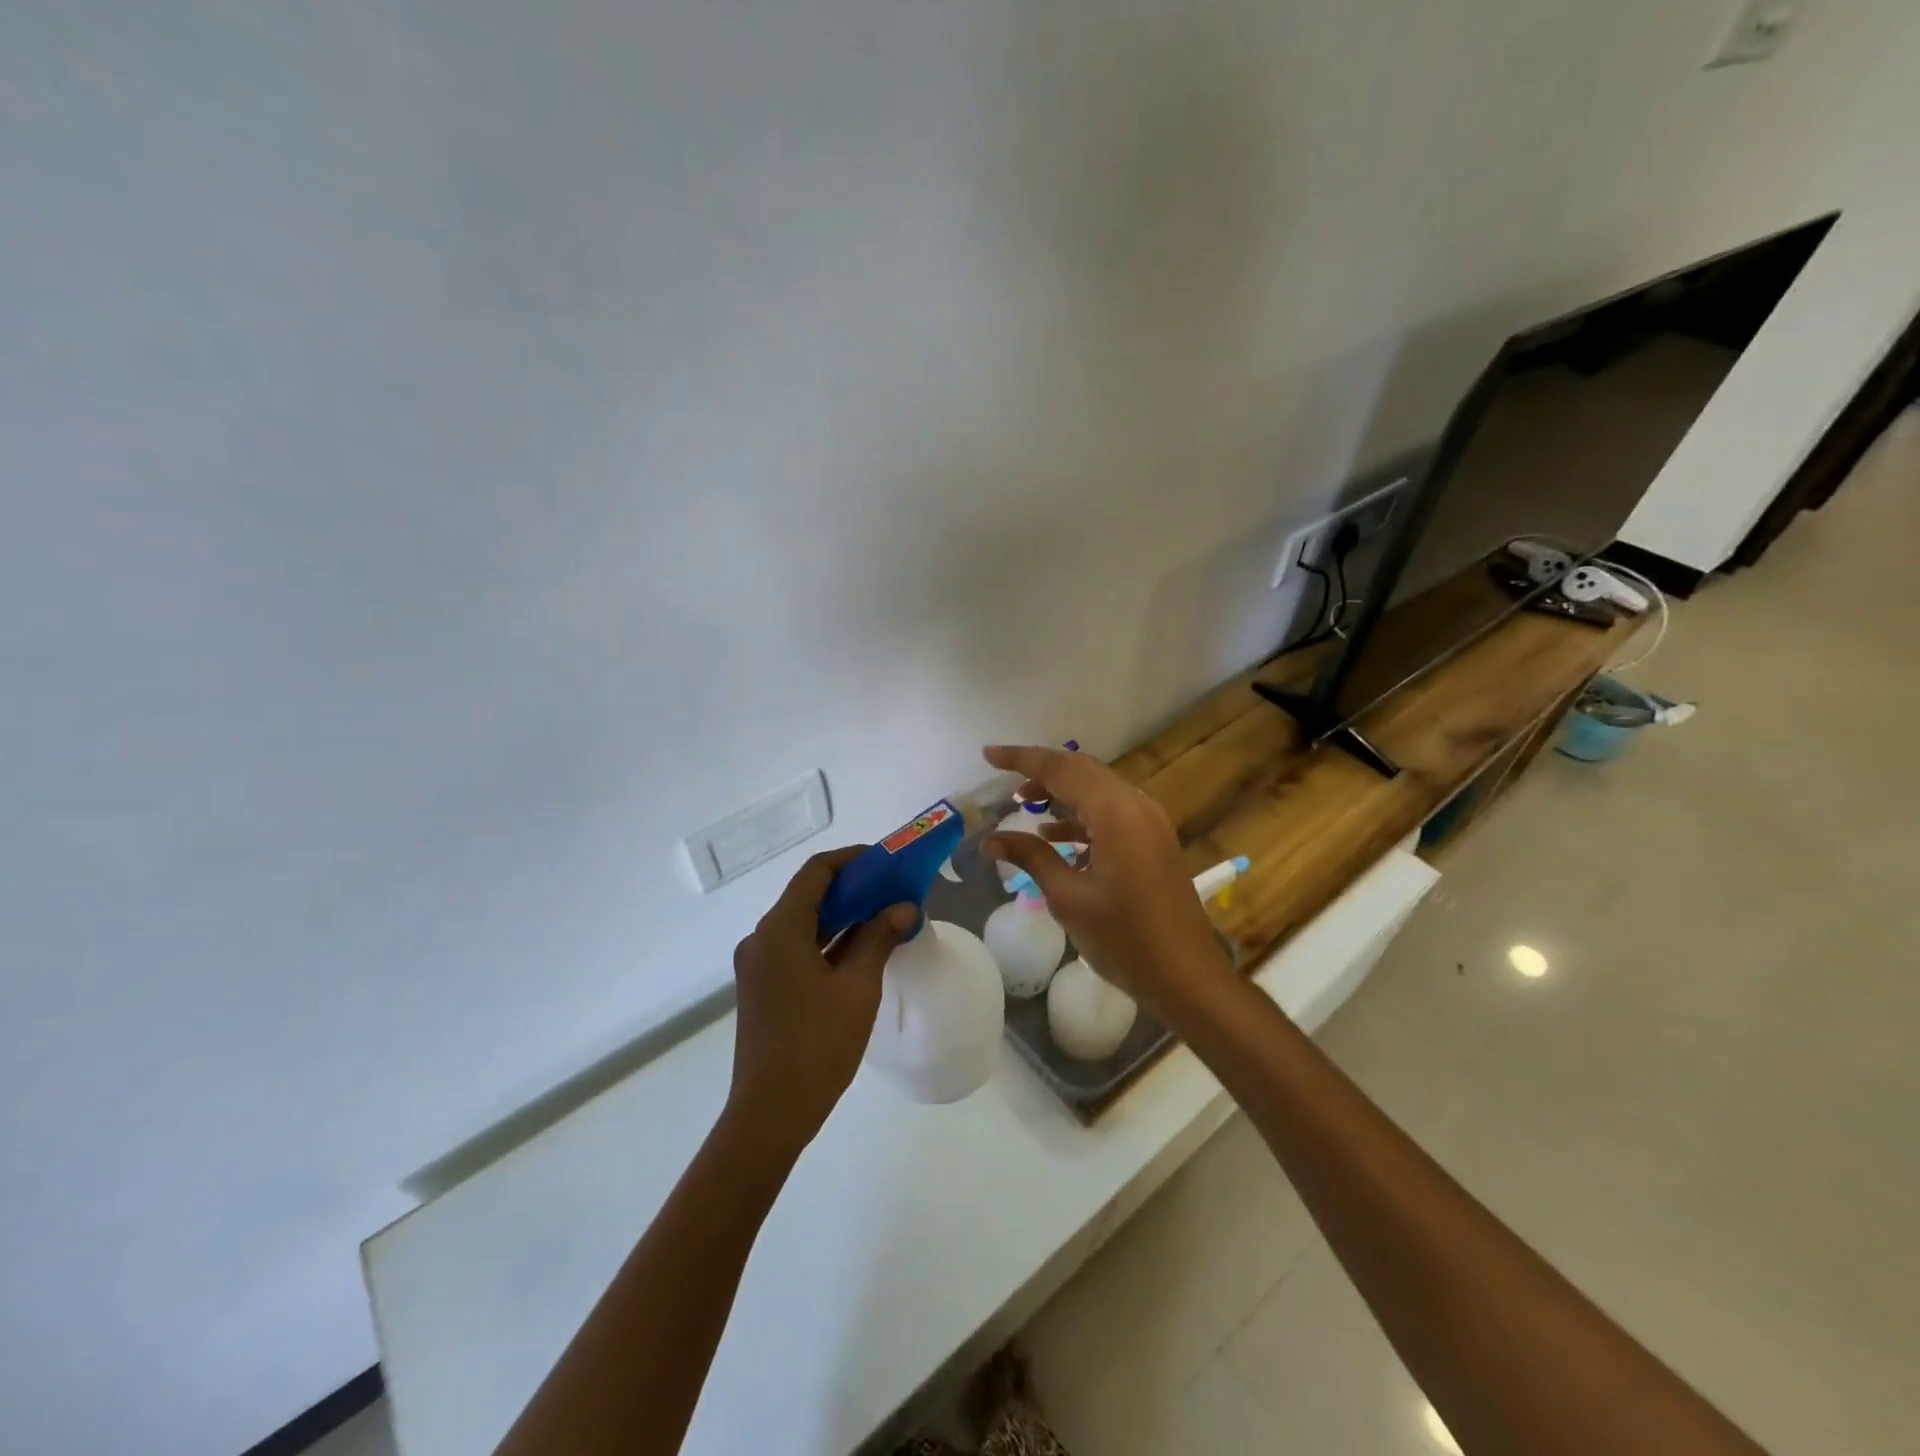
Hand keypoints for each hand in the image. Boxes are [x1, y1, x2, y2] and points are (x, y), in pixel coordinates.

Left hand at [725, 848, 916, 1159]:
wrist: (770, 1114)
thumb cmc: (817, 1044)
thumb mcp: (857, 987)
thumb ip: (879, 938)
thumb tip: (904, 907)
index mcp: (779, 929)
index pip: (815, 872)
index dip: (851, 860)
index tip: (886, 861)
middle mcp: (762, 939)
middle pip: (808, 896)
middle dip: (852, 888)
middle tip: (893, 890)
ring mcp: (758, 966)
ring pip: (803, 924)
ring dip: (841, 916)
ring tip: (884, 916)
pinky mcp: (762, 988)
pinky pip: (797, 949)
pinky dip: (828, 942)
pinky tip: (860, 951)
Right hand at [980, 745, 1234, 1025]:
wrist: (1187, 976)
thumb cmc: (1124, 938)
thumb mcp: (1068, 897)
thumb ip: (1030, 857)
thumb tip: (990, 839)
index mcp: (1115, 813)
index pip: (1060, 769)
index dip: (1021, 759)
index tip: (988, 754)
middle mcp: (1136, 806)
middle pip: (1082, 770)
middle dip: (1041, 770)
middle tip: (1004, 779)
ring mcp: (1149, 822)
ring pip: (1097, 789)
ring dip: (1061, 792)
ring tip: (1024, 804)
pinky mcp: (1153, 841)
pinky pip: (1112, 812)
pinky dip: (1081, 816)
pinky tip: (1055, 837)